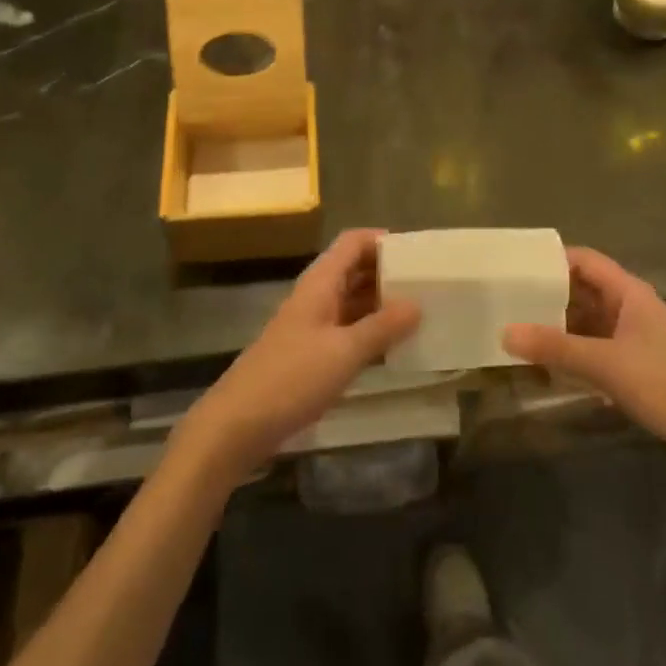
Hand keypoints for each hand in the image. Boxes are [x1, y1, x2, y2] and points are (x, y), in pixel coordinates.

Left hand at [178, 230, 420, 480]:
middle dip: (388, 272)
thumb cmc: (291, 379)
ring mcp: (312, 325)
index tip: (417, 253)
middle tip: (428, 283)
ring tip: (421, 312)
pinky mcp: (310, 353)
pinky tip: (395, 346)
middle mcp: (316, 296)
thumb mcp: (344, 353)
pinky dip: (370, 330)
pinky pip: (347, 329)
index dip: (383, 240)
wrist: (237, 424)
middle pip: (354, 269)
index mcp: (320, 283)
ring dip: (381, 303)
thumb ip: (382, 327)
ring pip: (352, 300)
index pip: (353, 243)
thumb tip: (417, 303)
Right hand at [503, 247, 665, 481]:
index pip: (584, 260)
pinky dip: (574, 353)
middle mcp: (633, 308)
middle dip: (549, 295)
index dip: (551, 259)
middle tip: (507, 301)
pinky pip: (598, 349)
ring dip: (559, 327)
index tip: (515, 267)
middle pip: (584, 290)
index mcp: (630, 293)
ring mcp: (637, 338)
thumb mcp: (606, 365)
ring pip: (589, 322)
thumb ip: (555, 348)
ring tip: (518, 332)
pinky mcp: (640, 367)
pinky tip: (549, 366)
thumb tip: (505, 332)